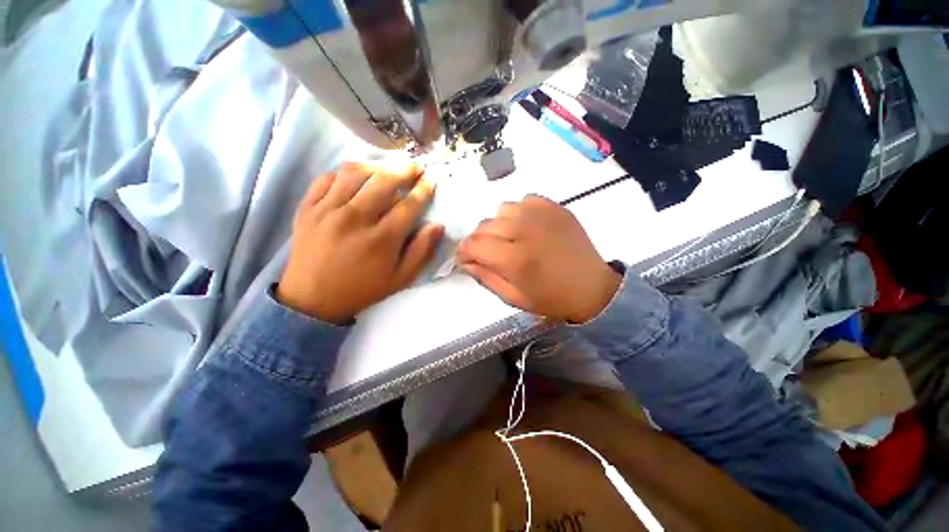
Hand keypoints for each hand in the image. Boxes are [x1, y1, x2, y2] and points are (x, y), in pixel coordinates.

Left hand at [276, 161, 443, 322]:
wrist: (312, 299)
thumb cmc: (363, 289)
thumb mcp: (401, 278)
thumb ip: (422, 251)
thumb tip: (438, 225)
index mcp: (381, 239)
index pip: (408, 205)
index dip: (423, 190)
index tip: (430, 182)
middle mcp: (355, 219)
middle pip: (384, 182)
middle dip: (404, 170)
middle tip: (415, 167)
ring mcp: (327, 211)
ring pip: (354, 173)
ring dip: (376, 167)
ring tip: (386, 170)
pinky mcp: (307, 208)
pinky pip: (326, 178)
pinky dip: (344, 173)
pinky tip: (355, 178)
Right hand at [456, 195, 620, 323]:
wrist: (592, 287)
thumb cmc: (551, 298)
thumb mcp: (513, 297)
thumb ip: (485, 277)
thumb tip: (465, 261)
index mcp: (515, 259)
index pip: (473, 244)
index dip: (463, 251)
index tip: (465, 258)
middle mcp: (525, 230)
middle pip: (484, 225)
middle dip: (479, 241)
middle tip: (487, 253)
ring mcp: (541, 215)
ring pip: (501, 210)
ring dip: (498, 225)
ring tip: (508, 239)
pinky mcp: (555, 207)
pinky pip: (523, 201)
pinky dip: (518, 213)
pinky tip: (526, 227)